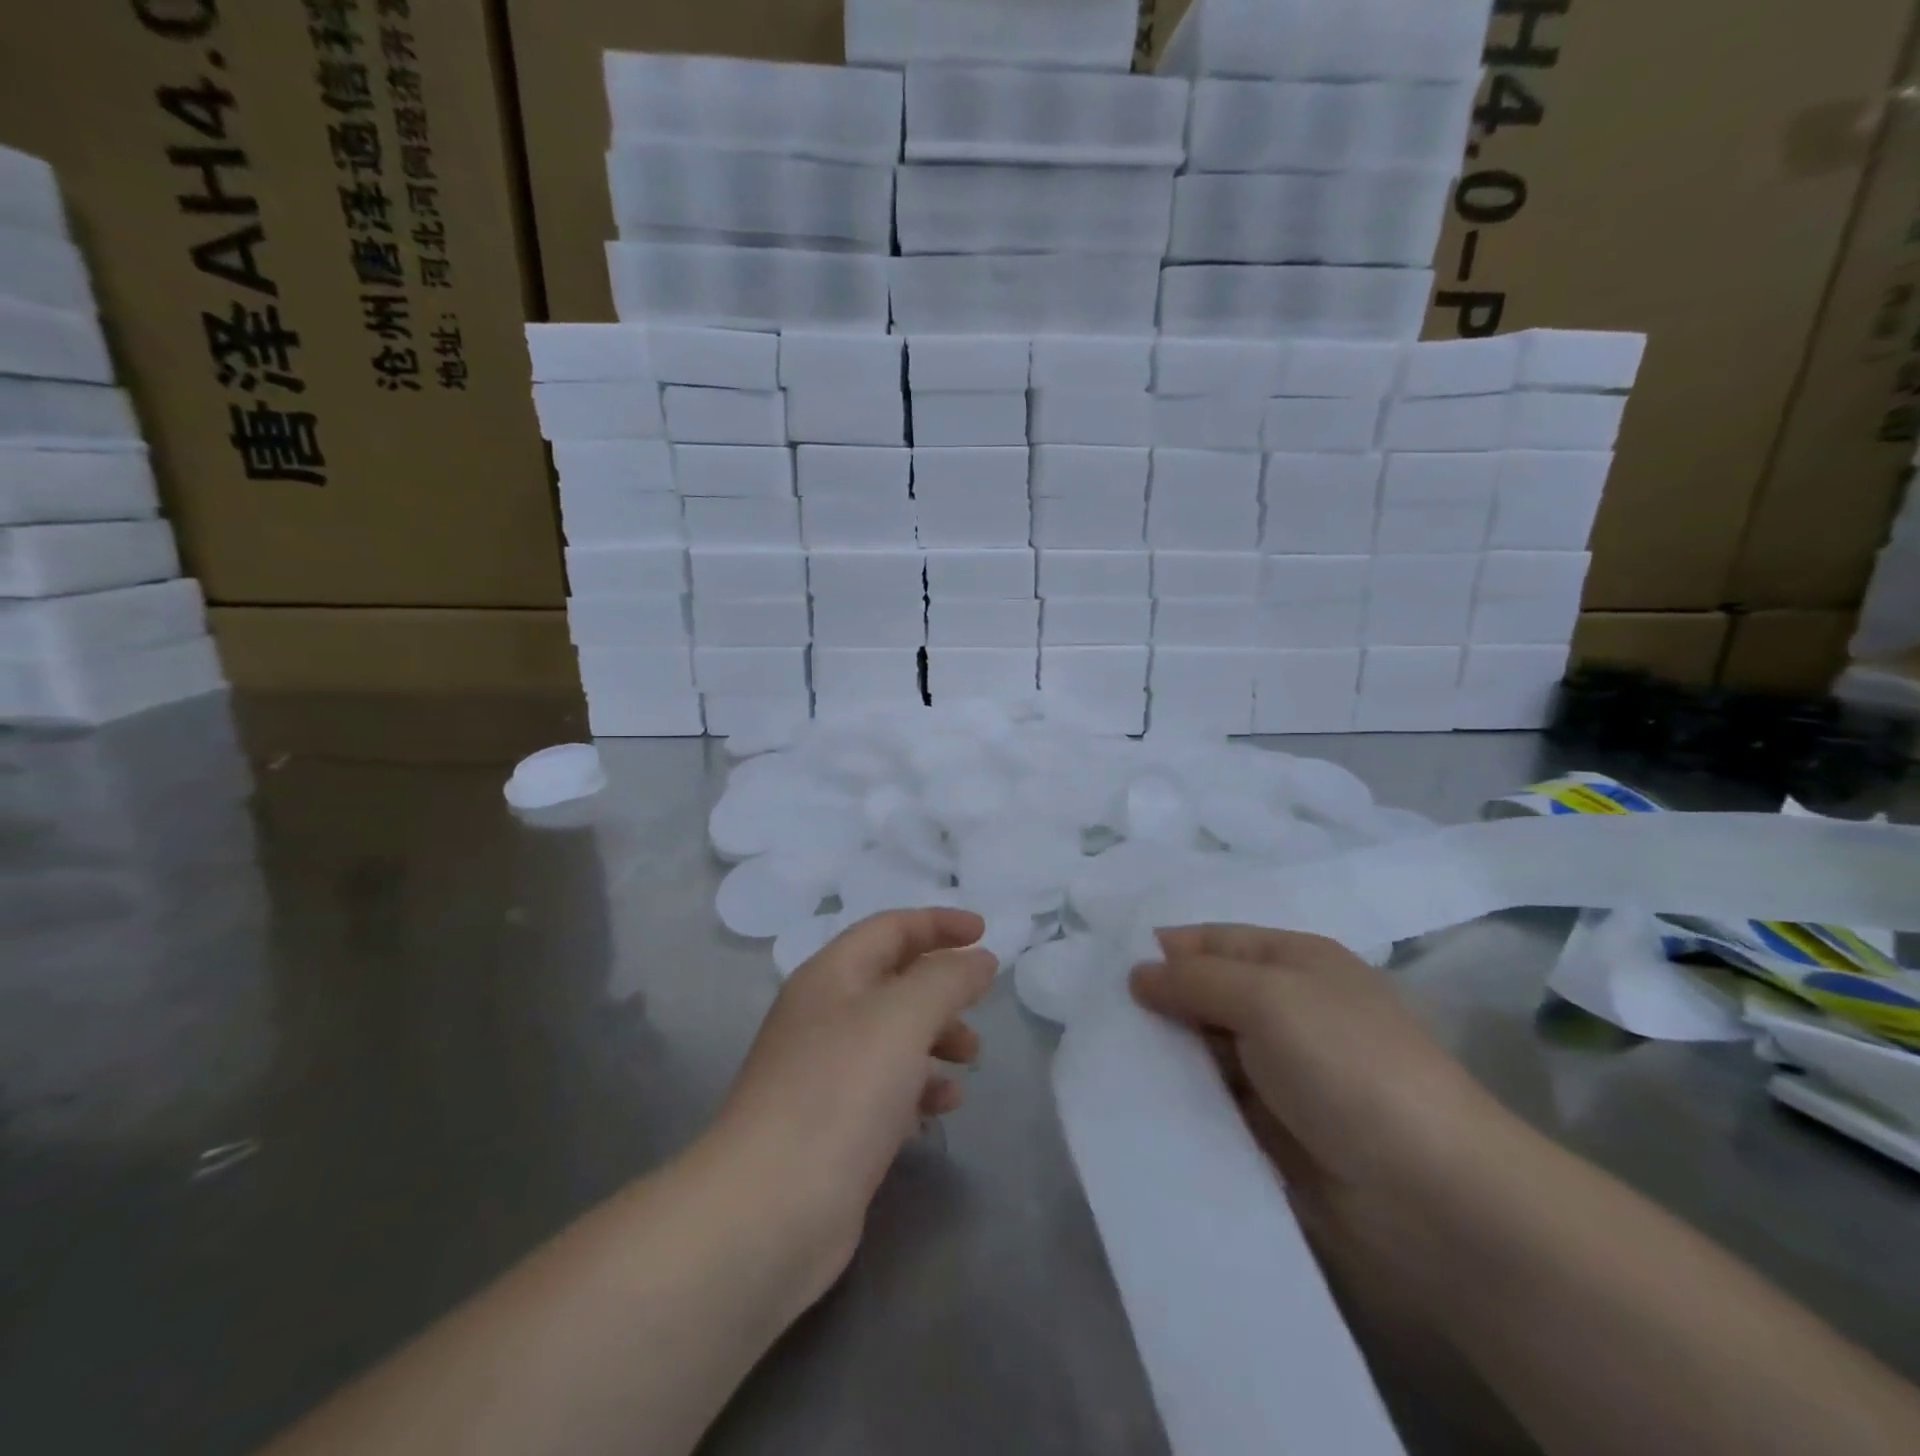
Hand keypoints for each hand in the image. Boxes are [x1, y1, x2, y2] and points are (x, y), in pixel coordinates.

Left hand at [704, 908, 995, 1307]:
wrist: (770, 1209)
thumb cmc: (840, 1091)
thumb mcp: (903, 1018)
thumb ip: (947, 979)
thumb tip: (979, 958)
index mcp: (832, 975)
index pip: (890, 928)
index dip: (938, 923)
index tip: (985, 931)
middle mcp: (824, 1014)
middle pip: (893, 979)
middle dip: (941, 986)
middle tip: (980, 1003)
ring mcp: (825, 1070)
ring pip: (893, 1034)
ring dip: (937, 1036)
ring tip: (971, 1059)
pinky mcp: (833, 1122)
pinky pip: (887, 1085)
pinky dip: (920, 1084)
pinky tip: (944, 1105)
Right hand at [1131, 925, 1503, 1262]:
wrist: (1432, 1194)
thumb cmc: (1347, 1065)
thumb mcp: (1267, 997)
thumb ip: (1195, 979)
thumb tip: (1137, 973)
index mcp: (1294, 961)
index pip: (1213, 940)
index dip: (1163, 951)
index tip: (1105, 971)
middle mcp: (1288, 1008)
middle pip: (1206, 995)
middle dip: (1157, 1006)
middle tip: (1098, 1022)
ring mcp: (1283, 1072)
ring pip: (1206, 1052)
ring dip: (1165, 1057)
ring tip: (1108, 1064)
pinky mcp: (1276, 1129)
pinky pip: (1216, 1103)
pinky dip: (1184, 1102)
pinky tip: (1141, 1106)